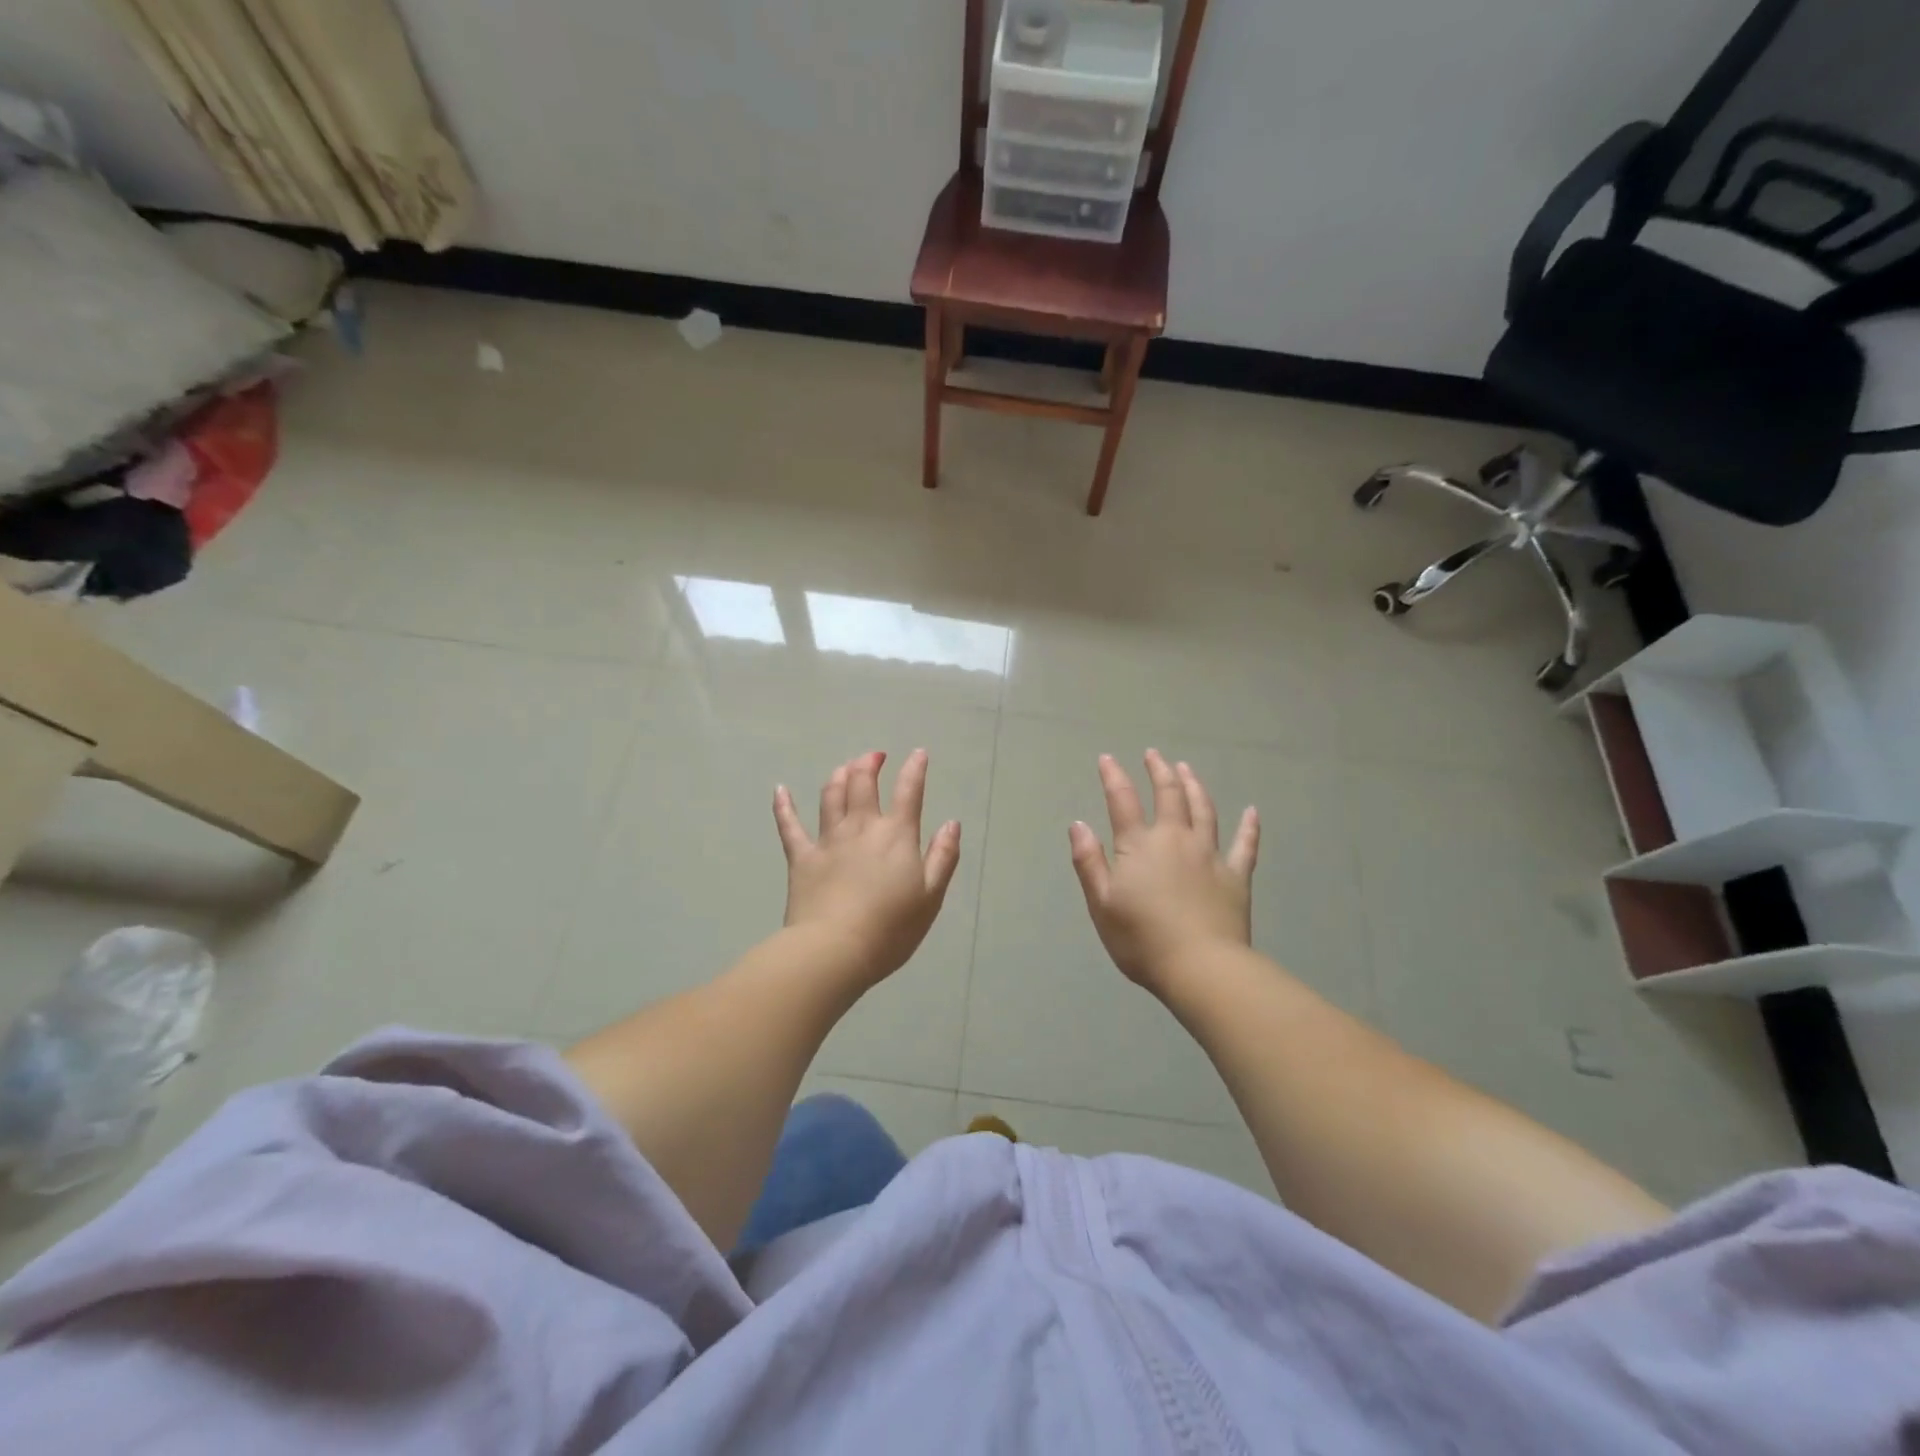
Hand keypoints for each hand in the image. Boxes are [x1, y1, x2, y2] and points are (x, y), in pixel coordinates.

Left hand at [773, 749, 961, 988]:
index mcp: (896, 835)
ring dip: (839, 776)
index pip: (909, 791)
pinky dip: (784, 805)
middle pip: (863, 783)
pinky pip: (789, 825)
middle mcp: (861, 827)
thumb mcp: (931, 897)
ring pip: (831, 795)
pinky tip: (780, 790)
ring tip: (844, 768)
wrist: (834, 950)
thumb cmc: (890, 929)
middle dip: (870, 763)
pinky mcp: (801, 858)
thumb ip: (943, 857)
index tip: (918, 754)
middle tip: (875, 756)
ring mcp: (828, 840)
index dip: (915, 769)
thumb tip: (952, 823)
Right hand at [1068, 750, 1259, 994]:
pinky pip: (1245, 844)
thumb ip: (1089, 862)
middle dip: (1159, 771)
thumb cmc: (1142, 939)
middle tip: (1154, 754)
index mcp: (1140, 845)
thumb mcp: (1101, 904)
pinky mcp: (1236, 875)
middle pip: (1169, 795)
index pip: (1123, 801)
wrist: (1201, 967)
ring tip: (1187, 769)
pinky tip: (1252, 811)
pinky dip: (1249, 826)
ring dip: (1194, 786)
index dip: (1114, 777)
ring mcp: (1210, 855)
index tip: (1108, 758)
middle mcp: (1175, 839)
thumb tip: (1079, 824)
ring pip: (1204, 810)